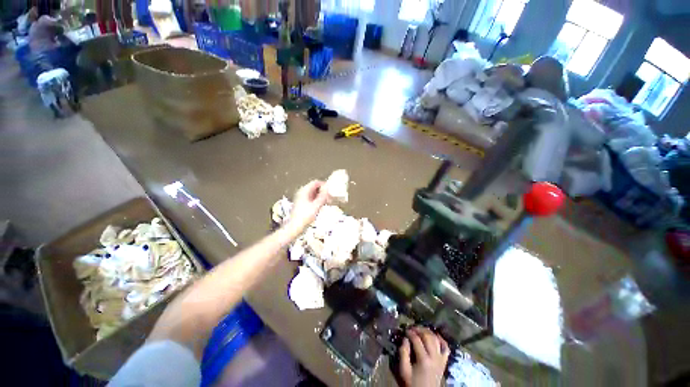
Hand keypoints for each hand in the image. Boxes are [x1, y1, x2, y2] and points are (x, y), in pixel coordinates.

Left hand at [284, 180, 328, 236]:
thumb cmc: (305, 216)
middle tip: (330, 196)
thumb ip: (322, 196)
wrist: (294, 227)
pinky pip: (311, 198)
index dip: (324, 185)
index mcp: (304, 190)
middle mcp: (302, 192)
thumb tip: (327, 188)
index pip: (315, 182)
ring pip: (313, 193)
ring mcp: (301, 198)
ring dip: (320, 196)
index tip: (331, 190)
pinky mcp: (301, 203)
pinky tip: (321, 205)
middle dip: (322, 191)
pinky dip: (317, 200)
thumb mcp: (316, 206)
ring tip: (327, 201)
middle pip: (314, 187)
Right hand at [398, 327, 449, 386]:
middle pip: (428, 336)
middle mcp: (434, 357)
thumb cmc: (413, 383)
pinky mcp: (444, 362)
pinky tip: (435, 335)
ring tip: (420, 329)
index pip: (417, 340)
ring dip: (428, 331)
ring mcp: (441, 359)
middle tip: (411, 328)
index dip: (410, 332)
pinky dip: (441, 340)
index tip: (405, 330)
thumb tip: (405, 339)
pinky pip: (446, 348)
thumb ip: (403, 353)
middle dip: (419, 329)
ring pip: (436, 339)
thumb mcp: (404, 371)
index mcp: (424, 360)